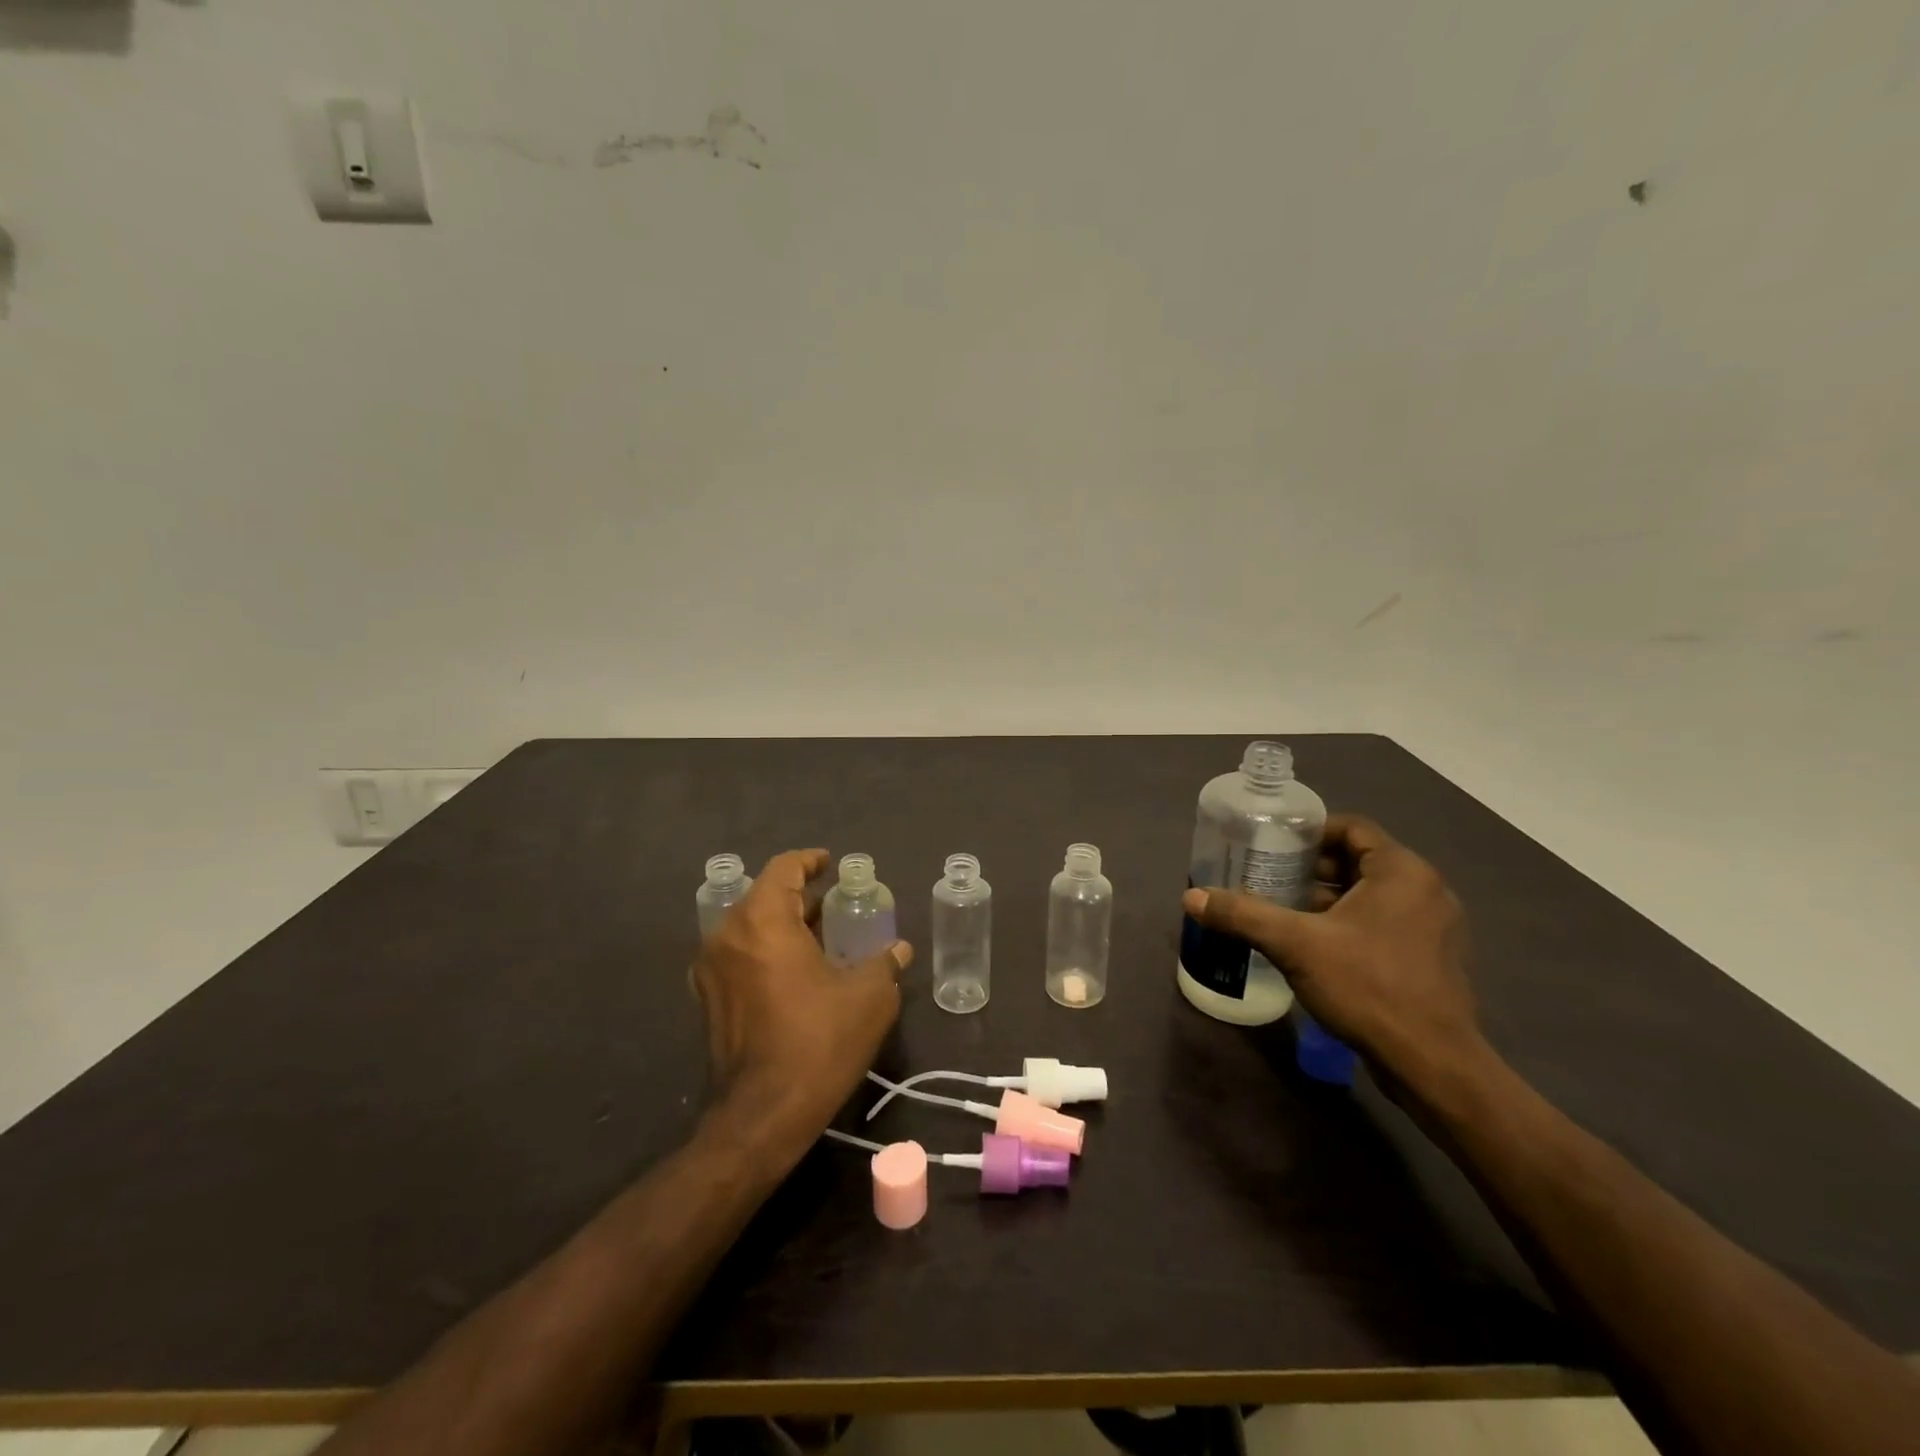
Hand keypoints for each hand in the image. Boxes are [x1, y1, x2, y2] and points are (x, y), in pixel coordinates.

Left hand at [692, 849, 911, 1152]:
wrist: (763, 1116)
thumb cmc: (818, 1042)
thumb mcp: (869, 998)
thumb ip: (885, 963)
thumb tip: (900, 949)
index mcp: (762, 921)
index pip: (783, 869)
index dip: (810, 861)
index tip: (832, 866)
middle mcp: (727, 936)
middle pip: (765, 897)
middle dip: (801, 896)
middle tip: (837, 905)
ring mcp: (711, 970)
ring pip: (751, 927)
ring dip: (784, 925)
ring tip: (823, 938)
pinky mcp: (708, 1000)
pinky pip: (741, 955)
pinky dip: (768, 950)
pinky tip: (799, 971)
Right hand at [1181, 815, 1480, 1087]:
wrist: (1432, 1064)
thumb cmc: (1367, 987)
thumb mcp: (1294, 945)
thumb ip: (1243, 915)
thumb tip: (1192, 898)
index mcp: (1402, 872)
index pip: (1352, 828)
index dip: (1310, 832)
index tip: (1273, 845)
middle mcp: (1425, 890)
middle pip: (1360, 861)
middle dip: (1313, 868)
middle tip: (1269, 878)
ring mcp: (1434, 927)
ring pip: (1372, 895)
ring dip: (1329, 898)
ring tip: (1284, 911)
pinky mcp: (1431, 959)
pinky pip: (1384, 923)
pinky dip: (1350, 923)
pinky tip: (1315, 946)